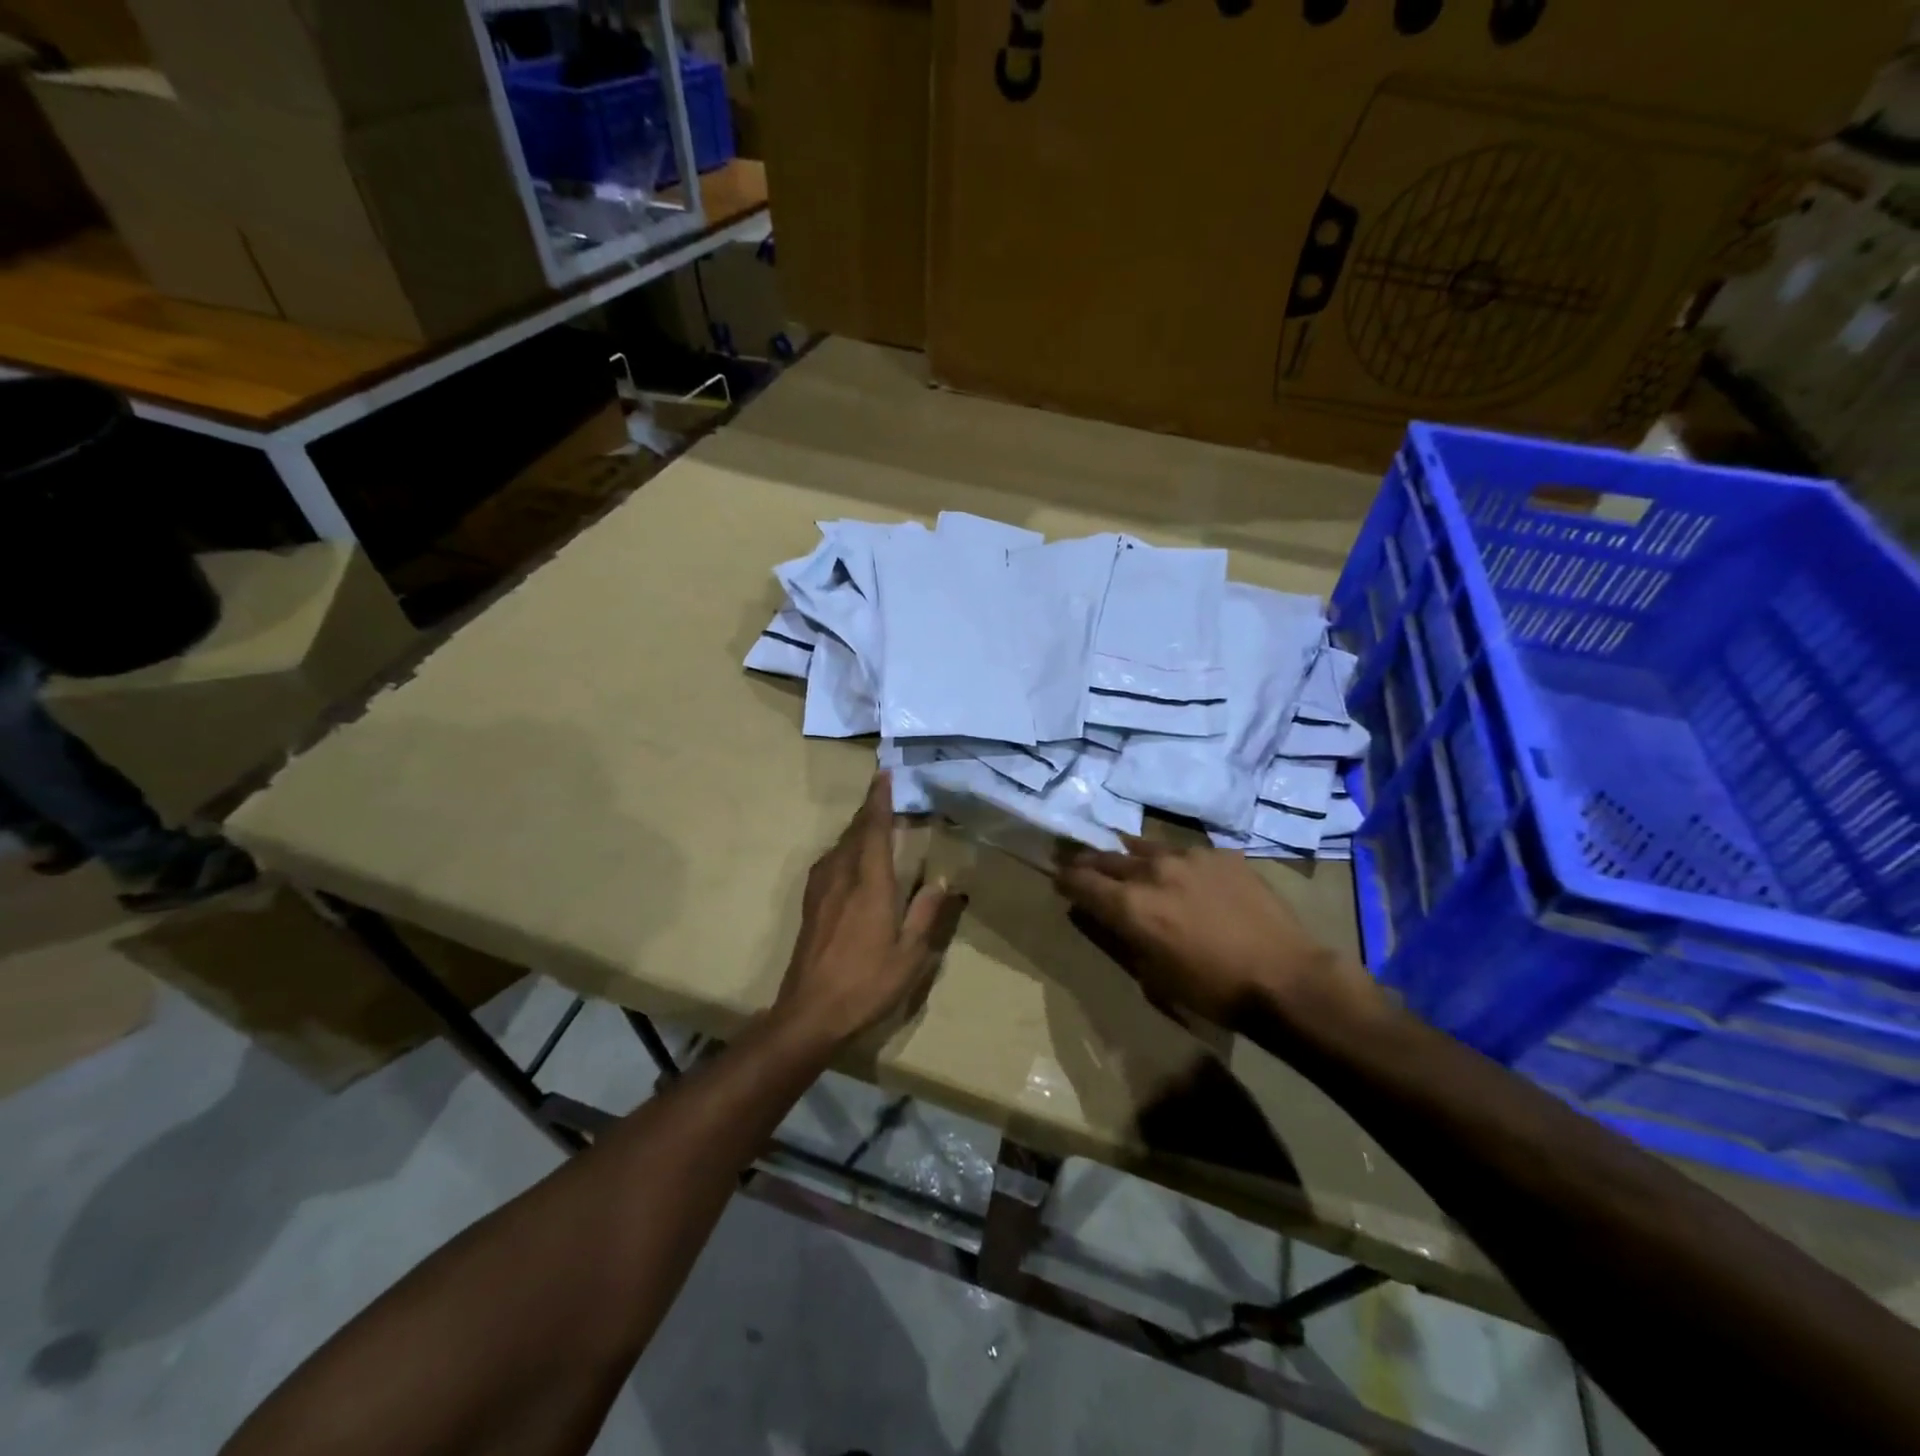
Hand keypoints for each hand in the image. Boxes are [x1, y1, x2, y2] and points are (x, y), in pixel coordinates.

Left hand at [774, 773, 966, 1046]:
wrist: (811, 1011)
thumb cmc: (867, 983)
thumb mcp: (910, 954)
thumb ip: (926, 913)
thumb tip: (943, 880)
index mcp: (870, 884)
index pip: (874, 830)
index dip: (879, 801)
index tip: (884, 775)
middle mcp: (842, 877)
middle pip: (854, 832)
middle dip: (869, 810)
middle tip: (885, 795)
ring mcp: (821, 890)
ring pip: (839, 846)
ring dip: (856, 829)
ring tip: (872, 824)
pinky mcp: (810, 904)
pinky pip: (828, 862)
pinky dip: (843, 849)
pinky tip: (849, 860)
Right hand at [1055, 837, 1380, 1027]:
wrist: (1284, 977)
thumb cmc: (1211, 989)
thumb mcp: (1152, 975)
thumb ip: (1121, 938)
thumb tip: (1101, 916)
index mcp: (1130, 904)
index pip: (1080, 881)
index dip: (1064, 880)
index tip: (1058, 880)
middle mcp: (1151, 870)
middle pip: (1106, 858)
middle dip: (1088, 863)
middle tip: (1078, 864)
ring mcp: (1188, 856)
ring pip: (1143, 846)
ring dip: (1128, 856)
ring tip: (1124, 861)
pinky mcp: (1220, 854)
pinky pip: (1184, 851)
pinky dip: (1172, 862)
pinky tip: (1180, 874)